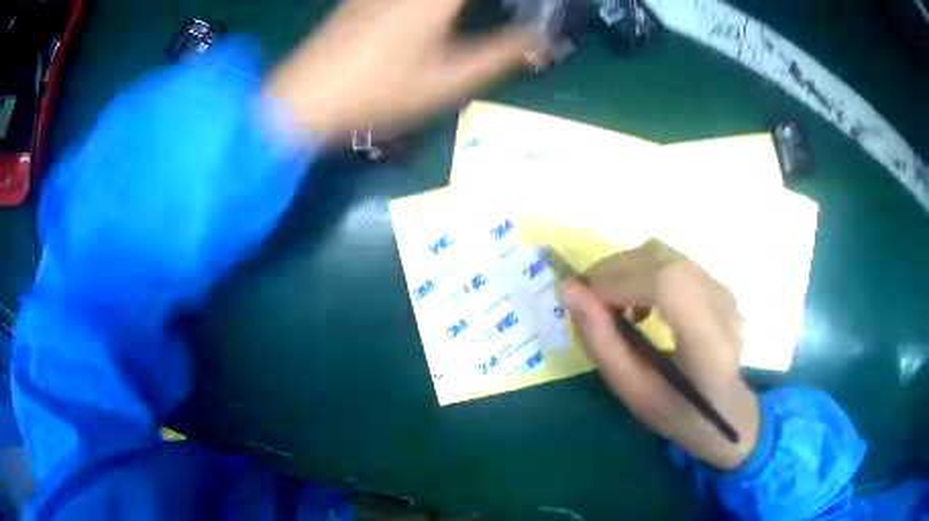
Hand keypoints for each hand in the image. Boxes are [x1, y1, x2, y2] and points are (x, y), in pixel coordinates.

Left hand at [264, 0, 546, 139]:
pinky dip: (437, 6)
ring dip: (462, 7)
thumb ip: (502, 54)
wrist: (304, 100)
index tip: (530, 8)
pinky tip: (438, 17)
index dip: (512, 0)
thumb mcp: (450, 81)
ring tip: (479, 15)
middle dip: (488, 5)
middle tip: (509, 12)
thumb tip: (543, 39)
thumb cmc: (380, 93)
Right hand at [558, 240, 759, 469]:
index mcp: (710, 344)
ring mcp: (723, 290)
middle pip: (662, 259)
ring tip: (612, 306)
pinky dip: (643, 272)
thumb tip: (568, 291)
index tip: (583, 301)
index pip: (667, 285)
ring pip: (663, 253)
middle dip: (613, 272)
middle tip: (588, 303)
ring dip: (626, 270)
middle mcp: (722, 305)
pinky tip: (639, 305)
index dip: (618, 283)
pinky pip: (672, 261)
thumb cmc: (680, 413)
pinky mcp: (718, 285)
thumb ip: (602, 343)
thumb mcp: (634, 393)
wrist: (729, 411)